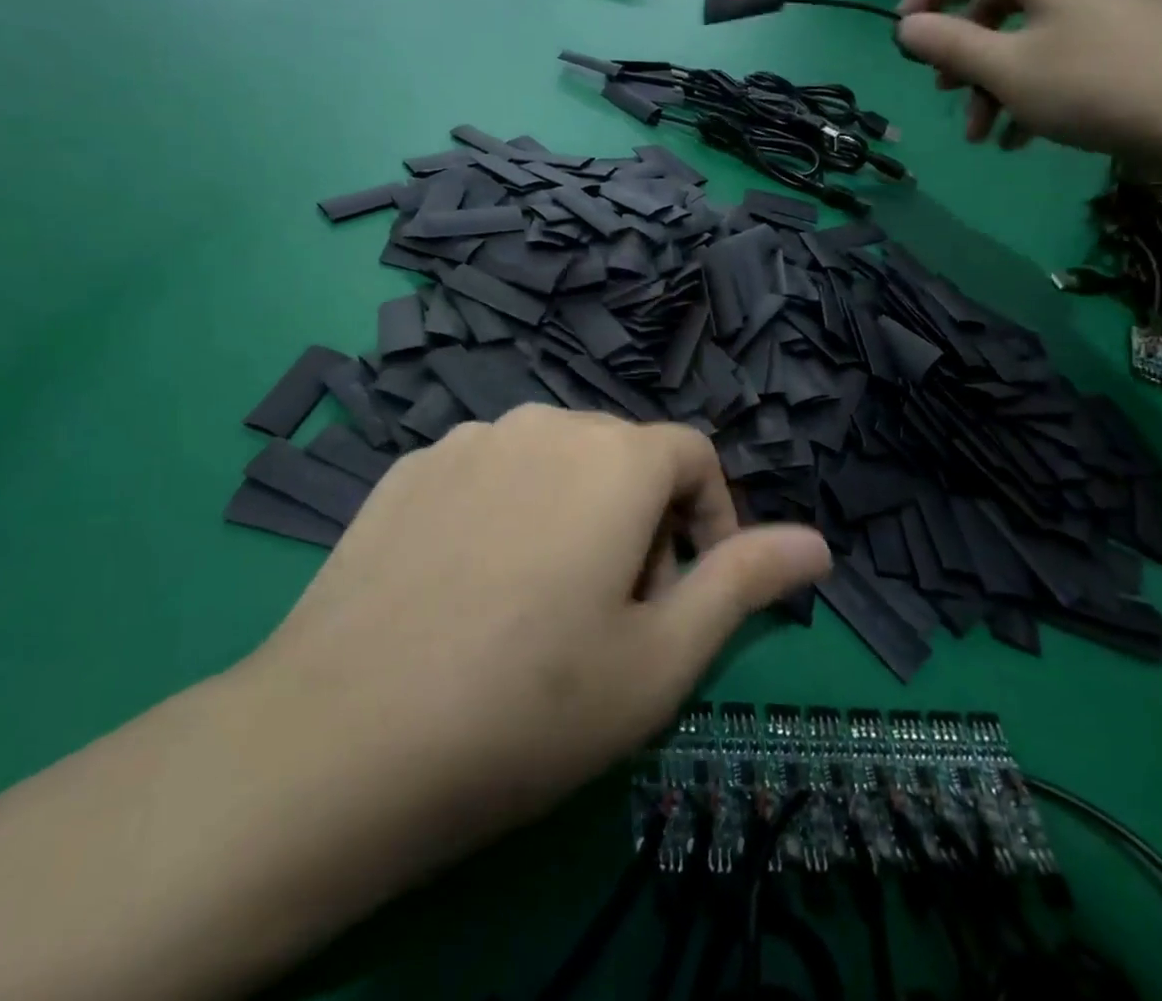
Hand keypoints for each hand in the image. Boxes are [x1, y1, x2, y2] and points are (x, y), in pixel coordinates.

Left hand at [246, 407, 828, 885]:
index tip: (690, 588)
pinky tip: (471, 586)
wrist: (343, 739)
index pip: (693, 455)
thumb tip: (818, 543)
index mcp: (613, 457)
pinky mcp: (408, 467)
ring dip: (572, 512)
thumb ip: (744, 583)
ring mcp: (465, 439)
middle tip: (615, 612)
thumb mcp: (660, 659)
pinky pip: (487, 472)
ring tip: (542, 602)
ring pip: (551, 461)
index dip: (711, 517)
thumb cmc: (529, 706)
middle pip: (621, 455)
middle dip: (641, 520)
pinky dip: (506, 512)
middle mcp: (541, 424)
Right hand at [894, 0, 1161, 164]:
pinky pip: (1059, 47)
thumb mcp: (1005, 70)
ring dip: (992, 81)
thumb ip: (948, 45)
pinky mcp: (1127, 29)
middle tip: (945, 93)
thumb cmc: (1092, 84)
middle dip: (960, 51)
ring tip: (982, 134)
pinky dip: (1031, 85)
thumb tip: (906, 28)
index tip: (903, 39)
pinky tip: (1020, 137)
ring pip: (1024, 31)